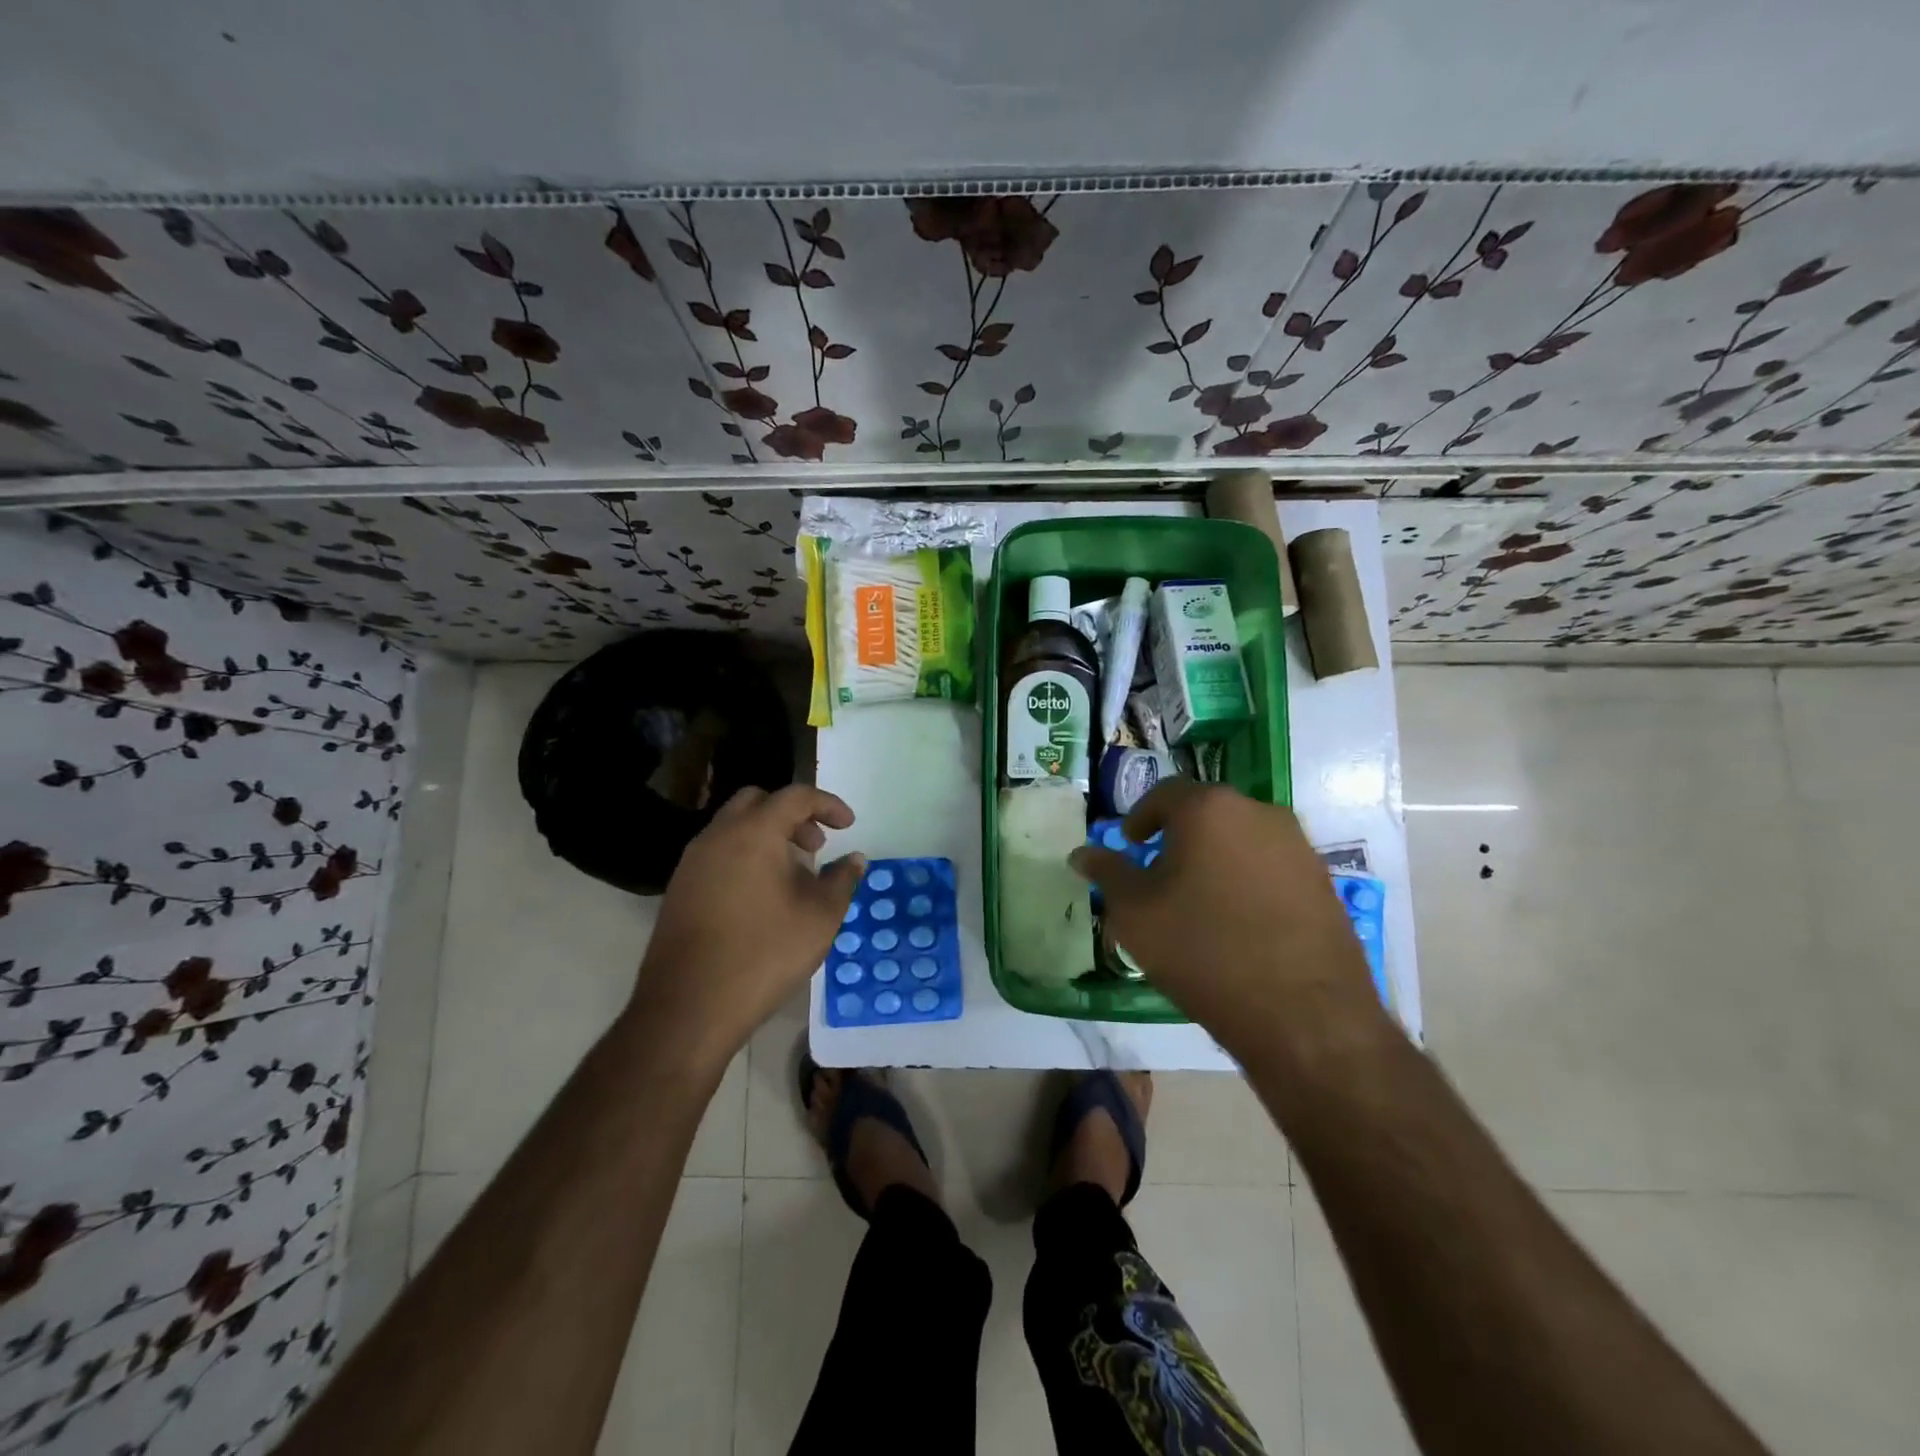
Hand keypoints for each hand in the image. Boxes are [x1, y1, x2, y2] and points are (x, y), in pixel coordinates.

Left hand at [630, 785, 865, 1063]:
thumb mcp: (820, 917)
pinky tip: (762, 897)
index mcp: (754, 833)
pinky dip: (745, 856)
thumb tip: (854, 859)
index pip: (795, 797)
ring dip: (767, 836)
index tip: (848, 825)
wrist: (689, 1007)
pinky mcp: (680, 889)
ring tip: (793, 874)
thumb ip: (842, 880)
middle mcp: (718, 836)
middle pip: (758, 802)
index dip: (828, 805)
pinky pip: (718, 853)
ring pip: (734, 827)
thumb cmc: (764, 954)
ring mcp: (693, 862)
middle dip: (792, 815)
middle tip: (816, 846)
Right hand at [1070, 780, 1384, 1062]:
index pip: (1165, 793)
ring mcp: (1298, 846)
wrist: (1303, 1013)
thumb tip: (1082, 853)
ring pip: (1242, 839)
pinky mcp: (1323, 881)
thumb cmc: (1203, 949)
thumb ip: (1108, 873)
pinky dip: (1249, 881)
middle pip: (1207, 813)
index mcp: (1208, 809)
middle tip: (1160, 874)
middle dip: (1179, 837)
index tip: (1132, 845)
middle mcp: (1259, 812)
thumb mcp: (1135, 913)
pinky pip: (1271, 867)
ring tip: (1200, 901)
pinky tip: (1240, 922)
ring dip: (1216, 858)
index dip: (1141, 817)